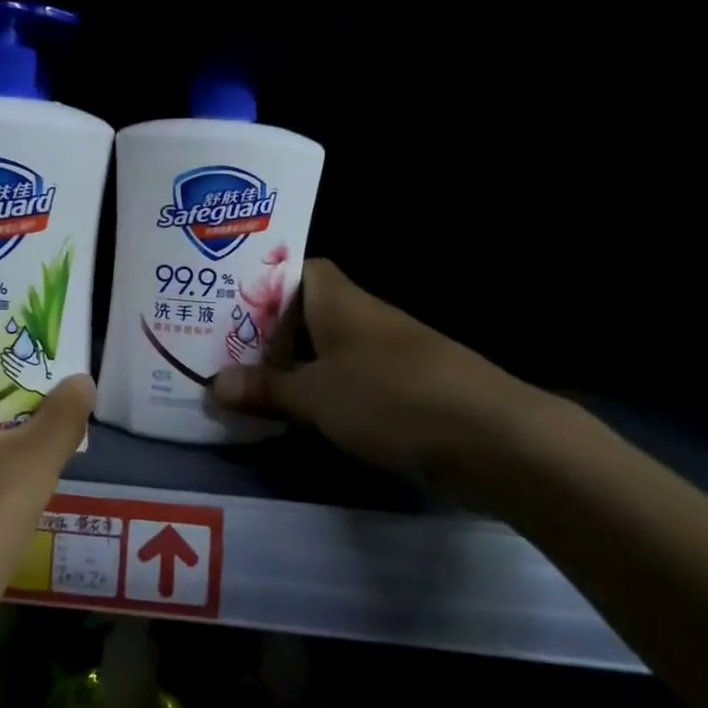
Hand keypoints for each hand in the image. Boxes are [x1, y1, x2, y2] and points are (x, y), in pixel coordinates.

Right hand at [210, 259, 534, 482]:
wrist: (492, 439)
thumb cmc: (391, 397)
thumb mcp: (316, 395)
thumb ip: (265, 388)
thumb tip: (215, 383)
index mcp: (339, 301)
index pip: (295, 269)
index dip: (260, 279)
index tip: (222, 299)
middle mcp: (361, 320)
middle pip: (303, 314)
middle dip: (263, 330)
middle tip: (215, 346)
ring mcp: (384, 357)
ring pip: (323, 352)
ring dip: (289, 367)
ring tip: (241, 382)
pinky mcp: (400, 394)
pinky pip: (345, 385)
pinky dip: (318, 395)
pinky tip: (290, 416)